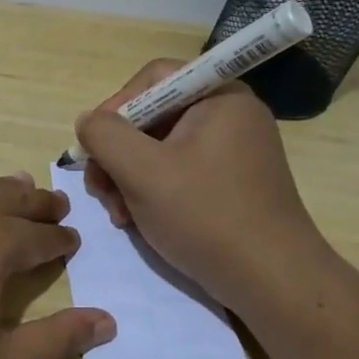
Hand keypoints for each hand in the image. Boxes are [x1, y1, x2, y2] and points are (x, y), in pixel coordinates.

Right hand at [75, 61, 331, 308]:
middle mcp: (230, 115)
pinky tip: (139, 222)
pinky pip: (180, 172)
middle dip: (118, 154)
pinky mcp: (232, 183)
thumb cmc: (205, 215)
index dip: (115, 107)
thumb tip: (88, 120)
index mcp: (219, 97)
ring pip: (161, 149)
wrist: (270, 279)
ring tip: (119, 215)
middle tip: (100, 191)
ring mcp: (233, 150)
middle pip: (153, 116)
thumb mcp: (142, 171)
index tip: (95, 148)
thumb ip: (105, 135)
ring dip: (129, 178)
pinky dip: (153, 192)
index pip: (153, 79)